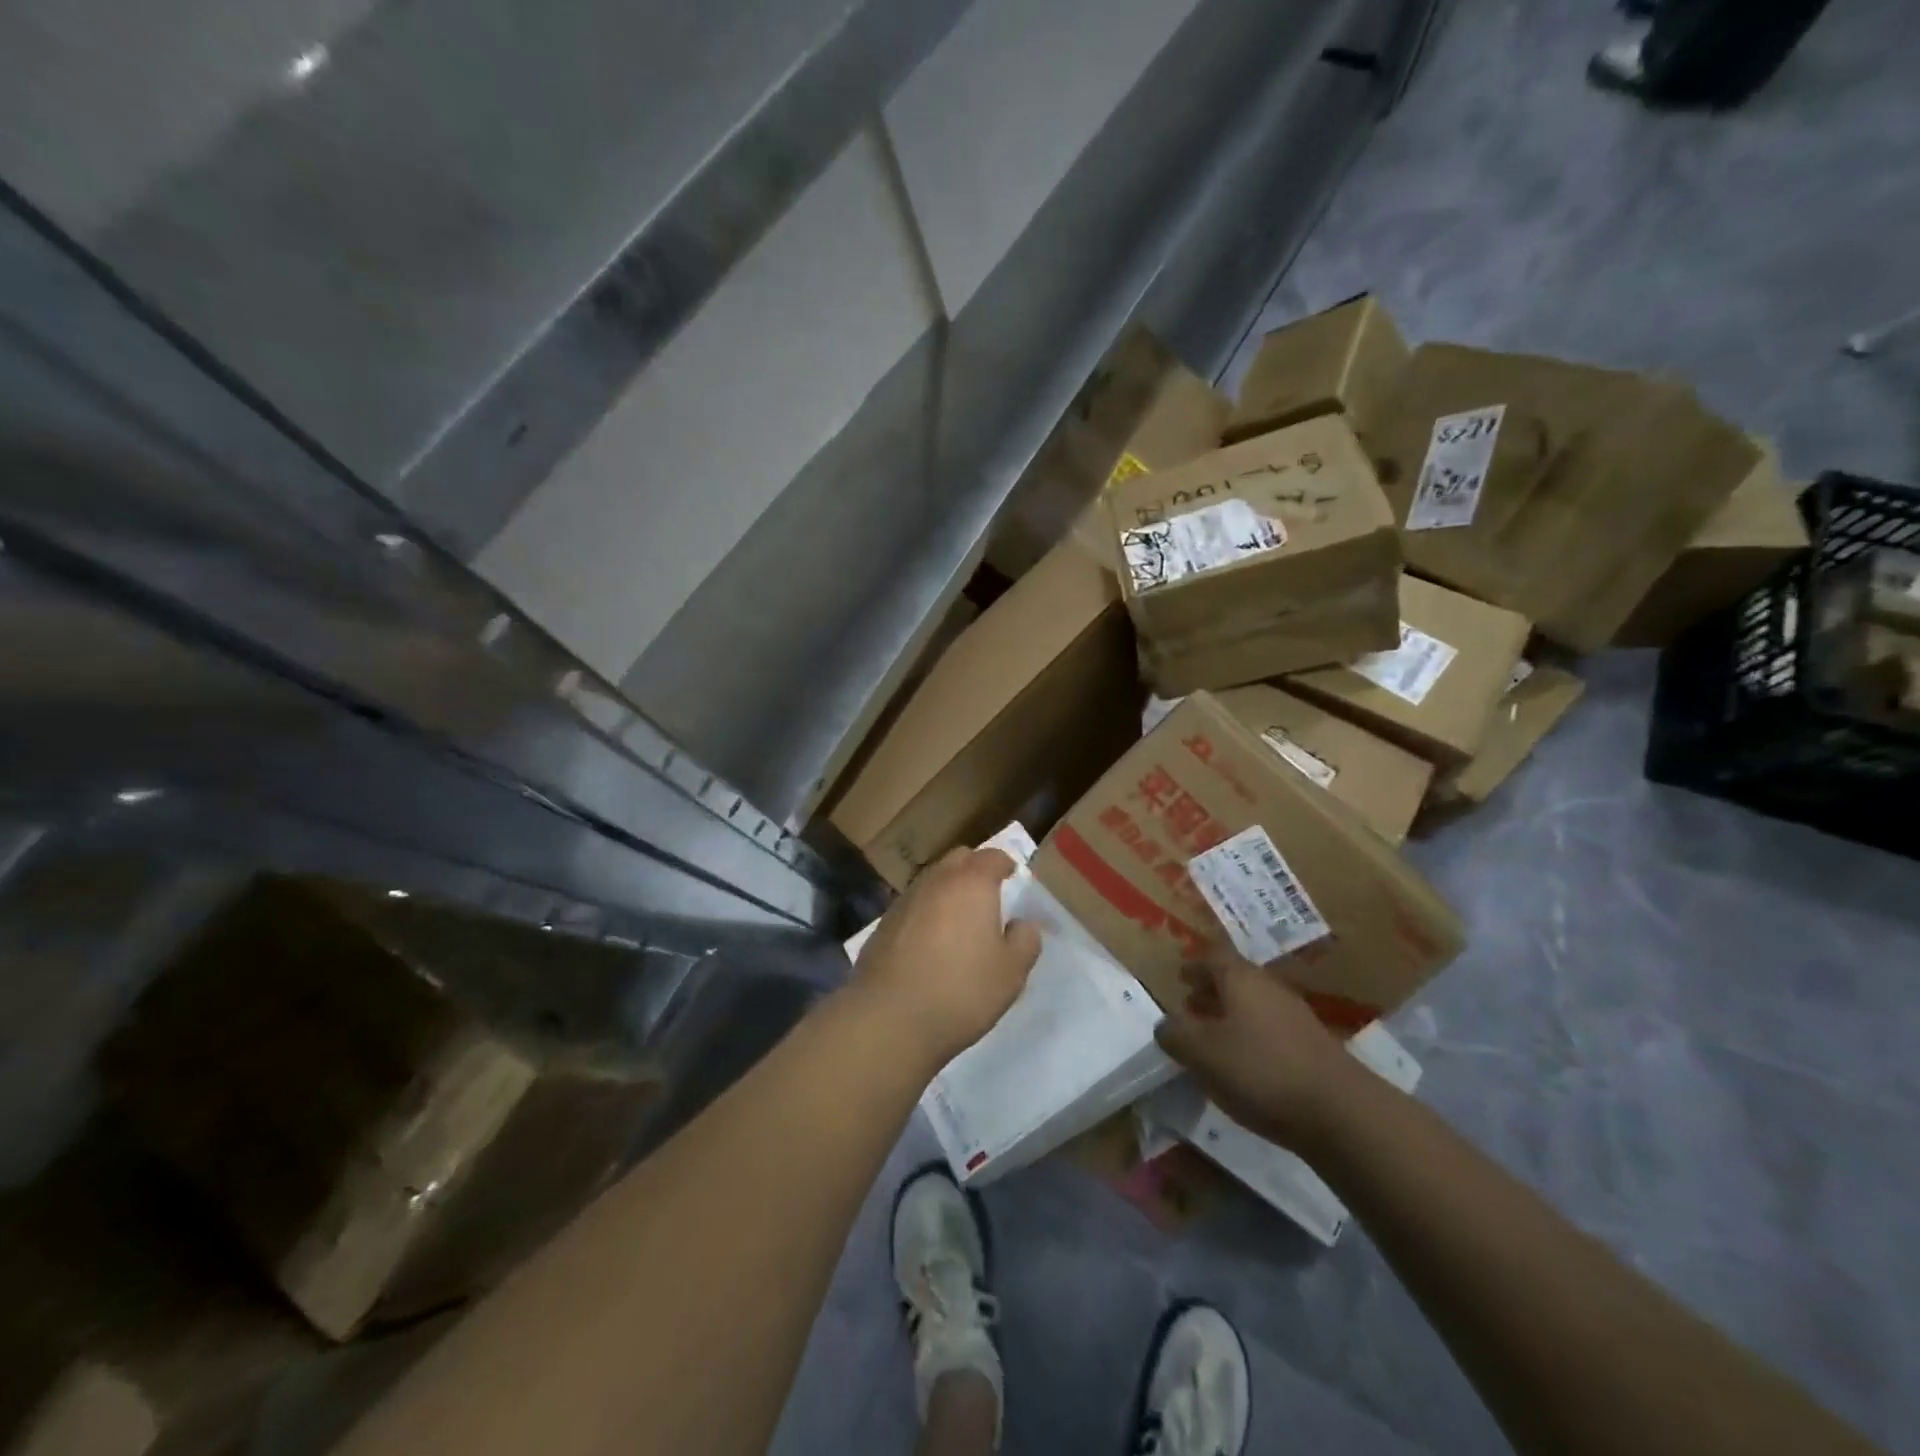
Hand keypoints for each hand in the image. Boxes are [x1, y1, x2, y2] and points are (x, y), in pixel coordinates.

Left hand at [852, 847, 1040, 1067]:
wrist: (888, 1018)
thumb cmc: (961, 990)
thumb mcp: (1011, 972)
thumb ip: (1025, 940)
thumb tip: (1023, 923)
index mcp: (971, 883)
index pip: (993, 856)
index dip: (1006, 866)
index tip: (1014, 880)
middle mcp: (936, 881)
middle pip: (959, 860)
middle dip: (975, 871)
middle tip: (990, 898)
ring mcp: (904, 900)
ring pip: (933, 881)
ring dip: (949, 892)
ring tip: (961, 923)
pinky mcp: (883, 924)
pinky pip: (914, 906)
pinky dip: (927, 914)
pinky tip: (931, 945)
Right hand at [1154, 957, 1363, 1151]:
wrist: (1341, 1113)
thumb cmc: (1260, 1071)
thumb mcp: (1202, 1053)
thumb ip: (1176, 1034)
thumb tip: (1165, 1023)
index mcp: (1241, 979)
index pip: (1214, 956)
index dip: (1195, 964)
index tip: (1180, 977)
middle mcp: (1270, 987)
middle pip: (1236, 978)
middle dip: (1211, 990)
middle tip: (1190, 1007)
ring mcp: (1296, 1016)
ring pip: (1255, 1004)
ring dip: (1231, 1015)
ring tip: (1213, 1039)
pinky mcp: (1313, 1046)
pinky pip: (1272, 1029)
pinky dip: (1252, 1037)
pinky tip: (1245, 1065)